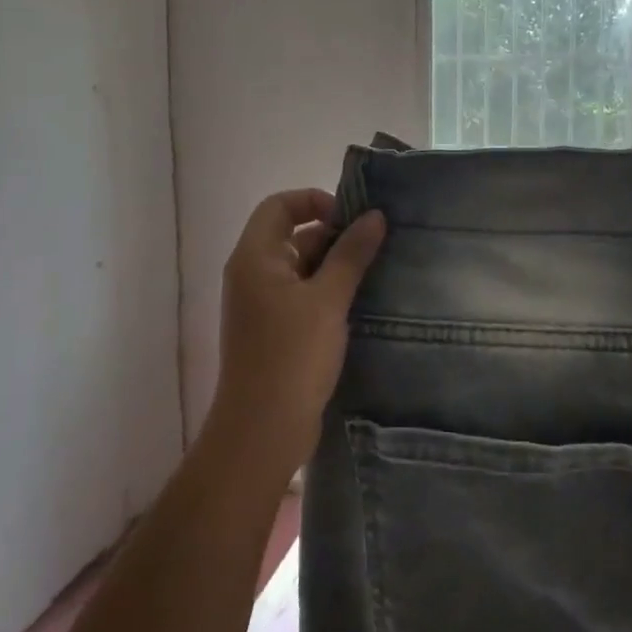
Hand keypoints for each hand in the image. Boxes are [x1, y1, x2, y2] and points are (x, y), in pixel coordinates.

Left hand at [208, 190, 385, 478]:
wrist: (263, 431)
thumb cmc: (292, 356)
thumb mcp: (328, 300)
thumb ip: (351, 254)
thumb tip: (375, 215)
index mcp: (255, 258)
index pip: (279, 206)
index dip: (314, 201)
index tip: (351, 217)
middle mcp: (253, 275)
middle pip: (292, 235)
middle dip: (333, 236)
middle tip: (376, 246)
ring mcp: (263, 306)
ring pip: (301, 268)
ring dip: (336, 266)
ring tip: (377, 271)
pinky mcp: (275, 332)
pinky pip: (303, 297)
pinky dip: (329, 293)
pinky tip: (362, 302)